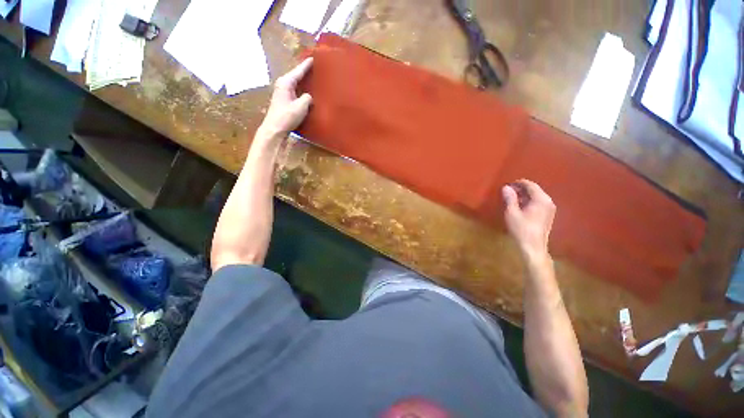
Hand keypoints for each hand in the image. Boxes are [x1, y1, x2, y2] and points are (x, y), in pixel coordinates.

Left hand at [259, 58, 313, 139]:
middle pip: (296, 76)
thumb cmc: (287, 116)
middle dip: (304, 72)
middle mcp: (282, 85)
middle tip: (314, 68)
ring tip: (312, 79)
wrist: (275, 128)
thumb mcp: (301, 106)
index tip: (313, 58)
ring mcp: (282, 93)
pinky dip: (301, 90)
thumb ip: (307, 98)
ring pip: (295, 84)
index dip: (306, 65)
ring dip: (303, 82)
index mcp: (286, 83)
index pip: (298, 71)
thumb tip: (308, 97)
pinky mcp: (284, 101)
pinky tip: (306, 93)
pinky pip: (295, 91)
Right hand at [502, 179, 555, 260]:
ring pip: (536, 197)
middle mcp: (548, 202)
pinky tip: (519, 207)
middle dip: (521, 189)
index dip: (518, 183)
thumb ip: (510, 198)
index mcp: (541, 199)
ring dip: (524, 196)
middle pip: (535, 190)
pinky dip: (529, 202)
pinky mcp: (548, 216)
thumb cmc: (521, 229)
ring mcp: (550, 209)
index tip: (507, 185)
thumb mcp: (512, 213)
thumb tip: (506, 187)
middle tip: (508, 191)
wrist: (533, 247)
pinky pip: (538, 203)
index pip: (530, 185)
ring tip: (511, 198)